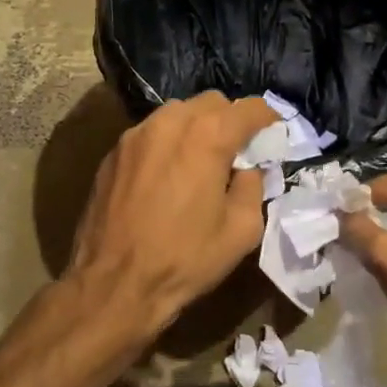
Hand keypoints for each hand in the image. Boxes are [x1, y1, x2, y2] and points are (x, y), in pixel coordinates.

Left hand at [65, 92, 277, 334]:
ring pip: (176, 113)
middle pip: (210, 102)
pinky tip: (167, 175)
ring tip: (200, 161)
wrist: (113, 284)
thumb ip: (253, 186)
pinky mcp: (113, 152)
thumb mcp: (242, 230)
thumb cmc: (185, 259)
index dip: (267, 117)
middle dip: (229, 120)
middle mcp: (169, 122)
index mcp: (207, 136)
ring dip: (196, 128)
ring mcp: (135, 134)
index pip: (248, 108)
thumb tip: (247, 168)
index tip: (274, 132)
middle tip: (236, 151)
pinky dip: (167, 143)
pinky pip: (150, 133)